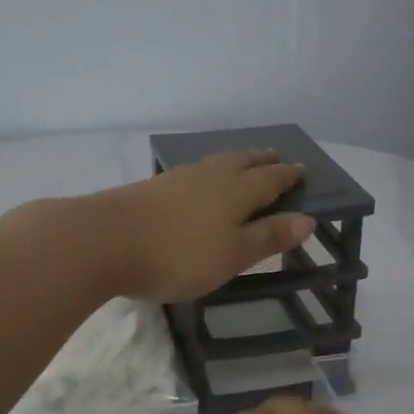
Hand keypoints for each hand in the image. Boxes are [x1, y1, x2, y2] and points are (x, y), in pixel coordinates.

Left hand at [86, 150, 315, 303]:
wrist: (105, 240)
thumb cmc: (178, 254)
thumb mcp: (232, 255)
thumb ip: (268, 237)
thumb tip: (308, 219)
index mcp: (237, 191)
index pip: (271, 179)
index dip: (289, 176)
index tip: (303, 170)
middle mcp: (212, 176)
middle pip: (244, 162)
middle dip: (263, 160)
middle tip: (278, 157)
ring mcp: (180, 178)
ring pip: (218, 162)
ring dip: (237, 161)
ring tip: (245, 163)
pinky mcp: (154, 187)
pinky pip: (196, 172)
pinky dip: (211, 172)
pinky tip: (202, 181)